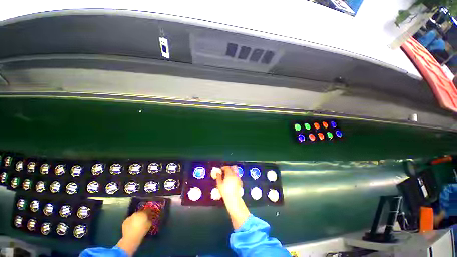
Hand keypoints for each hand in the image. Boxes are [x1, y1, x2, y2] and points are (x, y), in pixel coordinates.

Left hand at [122, 210, 152, 238]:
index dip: (150, 211)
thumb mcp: (149, 224)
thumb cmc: (142, 230)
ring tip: (137, 223)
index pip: (148, 209)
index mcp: (143, 213)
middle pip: (141, 212)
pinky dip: (132, 221)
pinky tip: (132, 226)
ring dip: (137, 218)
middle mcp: (136, 213)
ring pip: (135, 216)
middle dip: (143, 214)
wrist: (131, 238)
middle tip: (144, 219)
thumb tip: (150, 216)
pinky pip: (130, 220)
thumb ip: (150, 218)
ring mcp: (130, 217)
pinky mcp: (125, 221)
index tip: (151, 214)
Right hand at [216, 165, 242, 200]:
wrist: (233, 198)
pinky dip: (234, 176)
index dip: (224, 167)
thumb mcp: (219, 184)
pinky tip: (231, 180)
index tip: (221, 169)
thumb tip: (218, 173)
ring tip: (228, 176)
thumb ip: (218, 177)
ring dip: (232, 171)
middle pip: (233, 167)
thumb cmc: (225, 190)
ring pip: (235, 171)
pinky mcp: (240, 181)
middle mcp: (235, 174)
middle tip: (225, 171)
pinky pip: (237, 176)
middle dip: (229, 167)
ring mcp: (238, 177)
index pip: (227, 167)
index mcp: (229, 173)